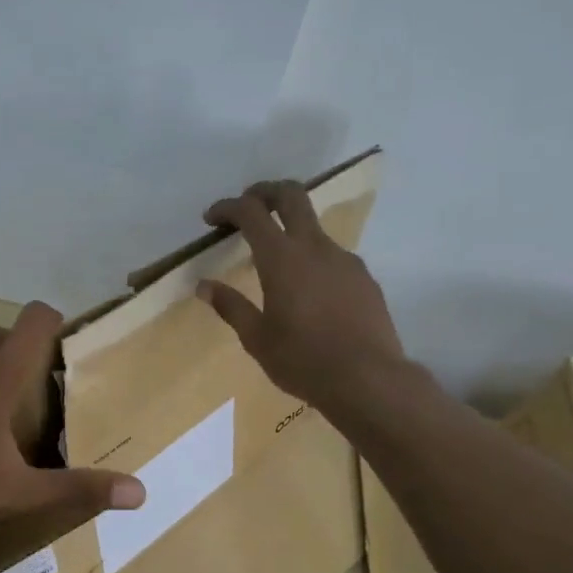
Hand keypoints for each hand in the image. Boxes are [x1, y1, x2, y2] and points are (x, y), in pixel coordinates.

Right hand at [198, 180, 410, 416]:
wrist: (368, 380)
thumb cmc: (303, 360)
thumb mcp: (256, 338)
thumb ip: (230, 306)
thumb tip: (204, 286)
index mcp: (281, 258)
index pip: (250, 212)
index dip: (227, 207)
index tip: (211, 219)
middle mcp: (315, 247)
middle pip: (291, 195)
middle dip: (264, 191)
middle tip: (246, 206)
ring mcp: (344, 259)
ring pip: (314, 226)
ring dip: (290, 229)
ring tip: (275, 260)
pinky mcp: (363, 277)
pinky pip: (332, 255)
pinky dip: (312, 257)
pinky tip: (307, 291)